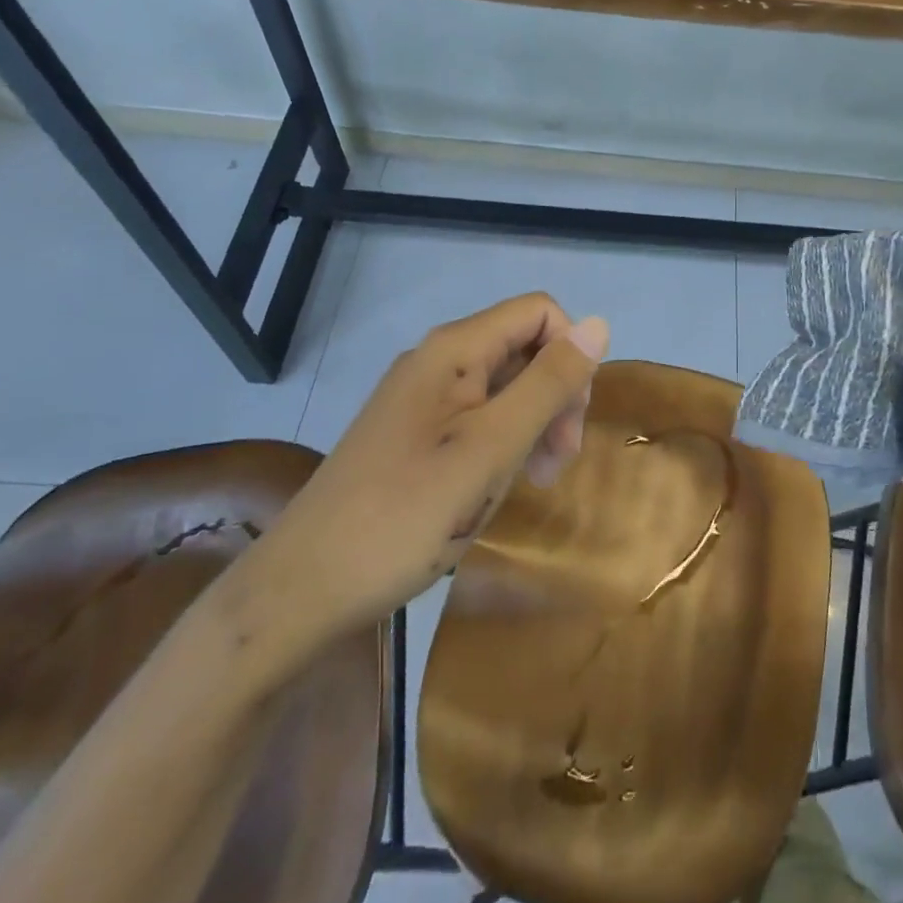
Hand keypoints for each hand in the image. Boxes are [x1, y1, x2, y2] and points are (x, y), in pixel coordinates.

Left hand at [247, 294, 609, 649]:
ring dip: (534, 424)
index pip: (539, 313)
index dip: (571, 354)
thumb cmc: (407, 514)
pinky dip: (503, 443)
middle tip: (559, 462)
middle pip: (523, 348)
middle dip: (556, 395)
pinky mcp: (413, 433)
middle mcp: (438, 361)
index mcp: (455, 350)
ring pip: (504, 386)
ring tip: (537, 480)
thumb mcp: (493, 448)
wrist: (303, 589)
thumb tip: (599, 324)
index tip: (571, 419)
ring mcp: (422, 398)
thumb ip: (549, 383)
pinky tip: (500, 484)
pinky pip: (477, 417)